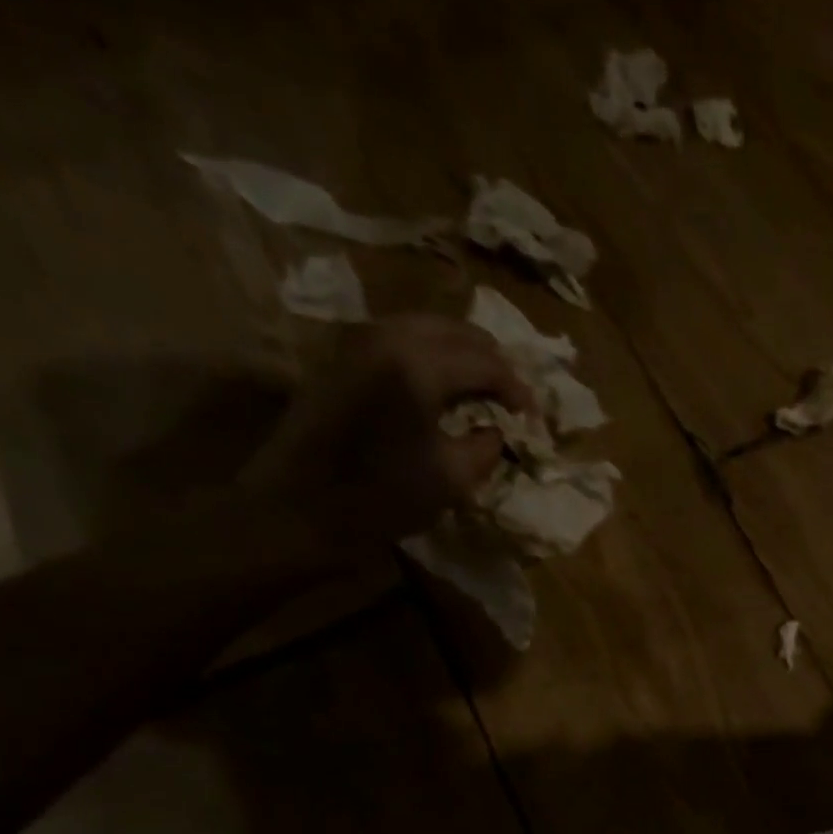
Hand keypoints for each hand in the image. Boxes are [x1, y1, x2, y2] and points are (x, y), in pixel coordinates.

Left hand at [242, 314, 527, 551]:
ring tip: (482, 389)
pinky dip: (432, 355)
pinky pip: (401, 338)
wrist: (298, 505)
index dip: (518, 390)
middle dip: (493, 362)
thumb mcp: (453, 478)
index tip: (534, 419)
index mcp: (419, 366)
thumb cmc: (382, 495)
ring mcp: (359, 341)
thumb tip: (497, 430)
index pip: (487, 363)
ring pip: (428, 328)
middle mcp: (388, 337)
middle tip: (512, 398)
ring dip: (462, 354)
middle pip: (458, 331)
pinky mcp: (343, 356)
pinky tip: (444, 386)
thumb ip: (486, 446)